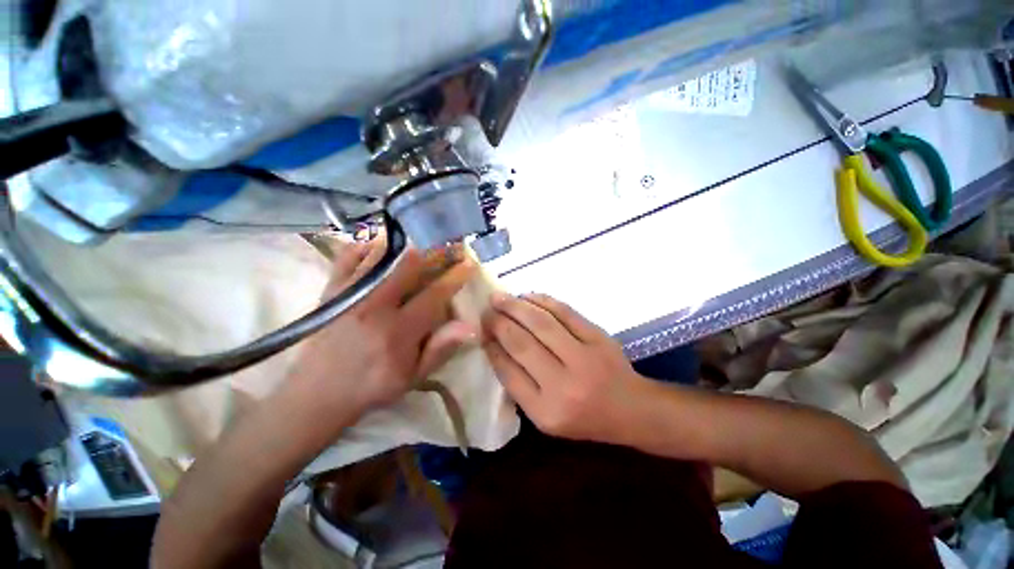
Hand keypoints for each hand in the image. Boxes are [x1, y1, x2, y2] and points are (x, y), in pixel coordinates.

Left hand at [278, 238, 476, 439]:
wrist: (318, 392)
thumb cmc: (373, 385)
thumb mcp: (413, 376)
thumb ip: (441, 349)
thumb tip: (470, 326)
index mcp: (398, 331)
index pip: (434, 294)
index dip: (456, 276)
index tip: (469, 262)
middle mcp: (374, 305)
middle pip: (409, 265)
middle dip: (435, 252)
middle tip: (450, 246)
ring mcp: (350, 294)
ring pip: (382, 255)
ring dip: (408, 245)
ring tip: (425, 240)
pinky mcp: (331, 289)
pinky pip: (349, 255)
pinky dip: (369, 245)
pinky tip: (384, 246)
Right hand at [481, 293, 651, 443]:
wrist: (631, 409)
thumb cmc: (584, 418)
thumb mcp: (545, 417)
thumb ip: (519, 385)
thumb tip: (494, 346)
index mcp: (546, 412)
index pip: (508, 371)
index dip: (491, 346)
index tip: (480, 331)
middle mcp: (564, 385)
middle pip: (522, 343)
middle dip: (499, 322)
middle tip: (486, 309)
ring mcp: (584, 358)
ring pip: (541, 323)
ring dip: (516, 306)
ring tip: (500, 298)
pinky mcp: (598, 337)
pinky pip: (565, 312)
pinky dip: (543, 300)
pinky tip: (527, 296)